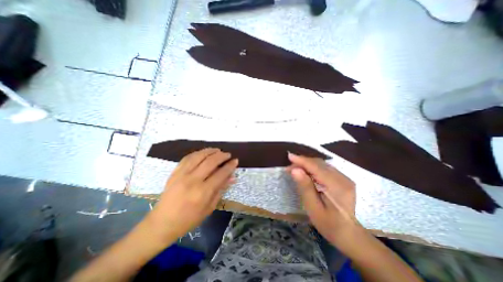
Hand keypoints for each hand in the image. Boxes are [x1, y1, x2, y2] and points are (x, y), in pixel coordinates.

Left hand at [146, 148, 238, 242]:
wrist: (162, 223)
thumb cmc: (189, 219)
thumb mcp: (209, 207)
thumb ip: (221, 189)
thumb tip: (232, 177)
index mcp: (203, 192)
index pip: (220, 174)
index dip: (230, 166)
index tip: (235, 161)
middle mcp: (192, 180)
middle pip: (210, 162)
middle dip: (222, 156)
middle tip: (228, 154)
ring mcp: (181, 175)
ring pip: (199, 156)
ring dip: (210, 151)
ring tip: (218, 150)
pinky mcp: (174, 172)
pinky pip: (187, 158)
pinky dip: (198, 153)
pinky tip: (203, 153)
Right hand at [289, 154, 359, 245]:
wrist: (348, 234)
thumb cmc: (328, 224)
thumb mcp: (313, 208)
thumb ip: (305, 187)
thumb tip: (295, 170)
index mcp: (337, 187)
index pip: (316, 167)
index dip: (302, 161)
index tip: (289, 156)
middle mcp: (343, 179)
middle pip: (319, 163)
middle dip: (303, 162)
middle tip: (289, 168)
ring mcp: (345, 178)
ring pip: (322, 164)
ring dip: (307, 164)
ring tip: (295, 169)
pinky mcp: (343, 179)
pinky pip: (325, 168)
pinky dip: (314, 167)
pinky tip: (306, 172)